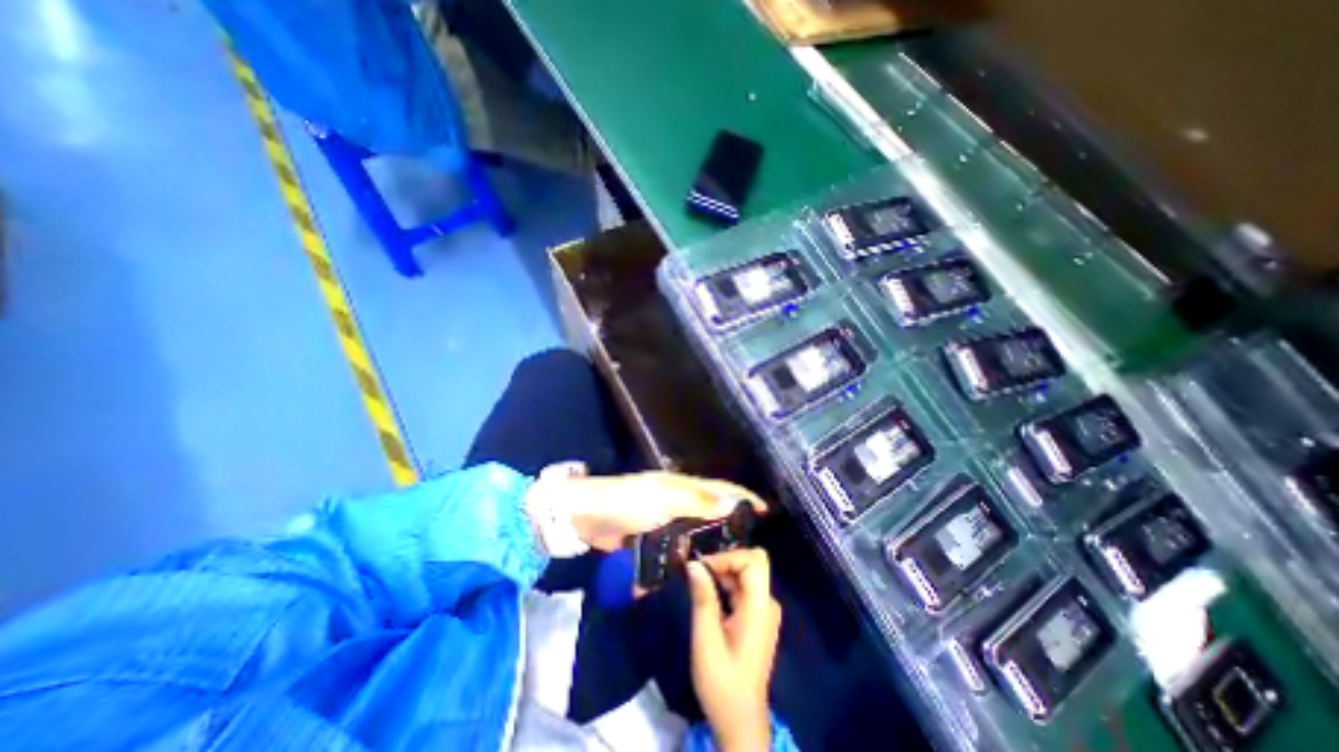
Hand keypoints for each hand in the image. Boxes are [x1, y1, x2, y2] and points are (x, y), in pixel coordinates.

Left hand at [570, 469, 768, 552]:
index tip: (766, 509)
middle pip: (711, 509)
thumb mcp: (663, 498)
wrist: (587, 517)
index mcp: (682, 485)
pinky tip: (698, 567)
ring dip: (711, 541)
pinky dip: (687, 554)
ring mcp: (665, 518)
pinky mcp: (653, 537)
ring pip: (696, 529)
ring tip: (731, 561)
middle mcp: (678, 499)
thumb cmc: (627, 501)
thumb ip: (697, 502)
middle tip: (751, 543)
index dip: (742, 496)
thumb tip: (731, 502)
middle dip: (730, 522)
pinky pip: (677, 545)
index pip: (719, 488)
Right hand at [683, 545, 781, 750]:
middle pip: (752, 563)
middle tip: (700, 573)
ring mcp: (764, 611)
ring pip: (746, 574)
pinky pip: (743, 589)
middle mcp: (767, 603)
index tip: (702, 568)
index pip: (753, 561)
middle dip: (725, 561)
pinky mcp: (757, 618)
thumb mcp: (706, 638)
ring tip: (699, 585)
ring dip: (723, 574)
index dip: (727, 557)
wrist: (739, 720)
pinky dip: (726, 586)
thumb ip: (702, 597)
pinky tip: (709, 598)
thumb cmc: (722, 681)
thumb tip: (694, 564)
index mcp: (759, 606)